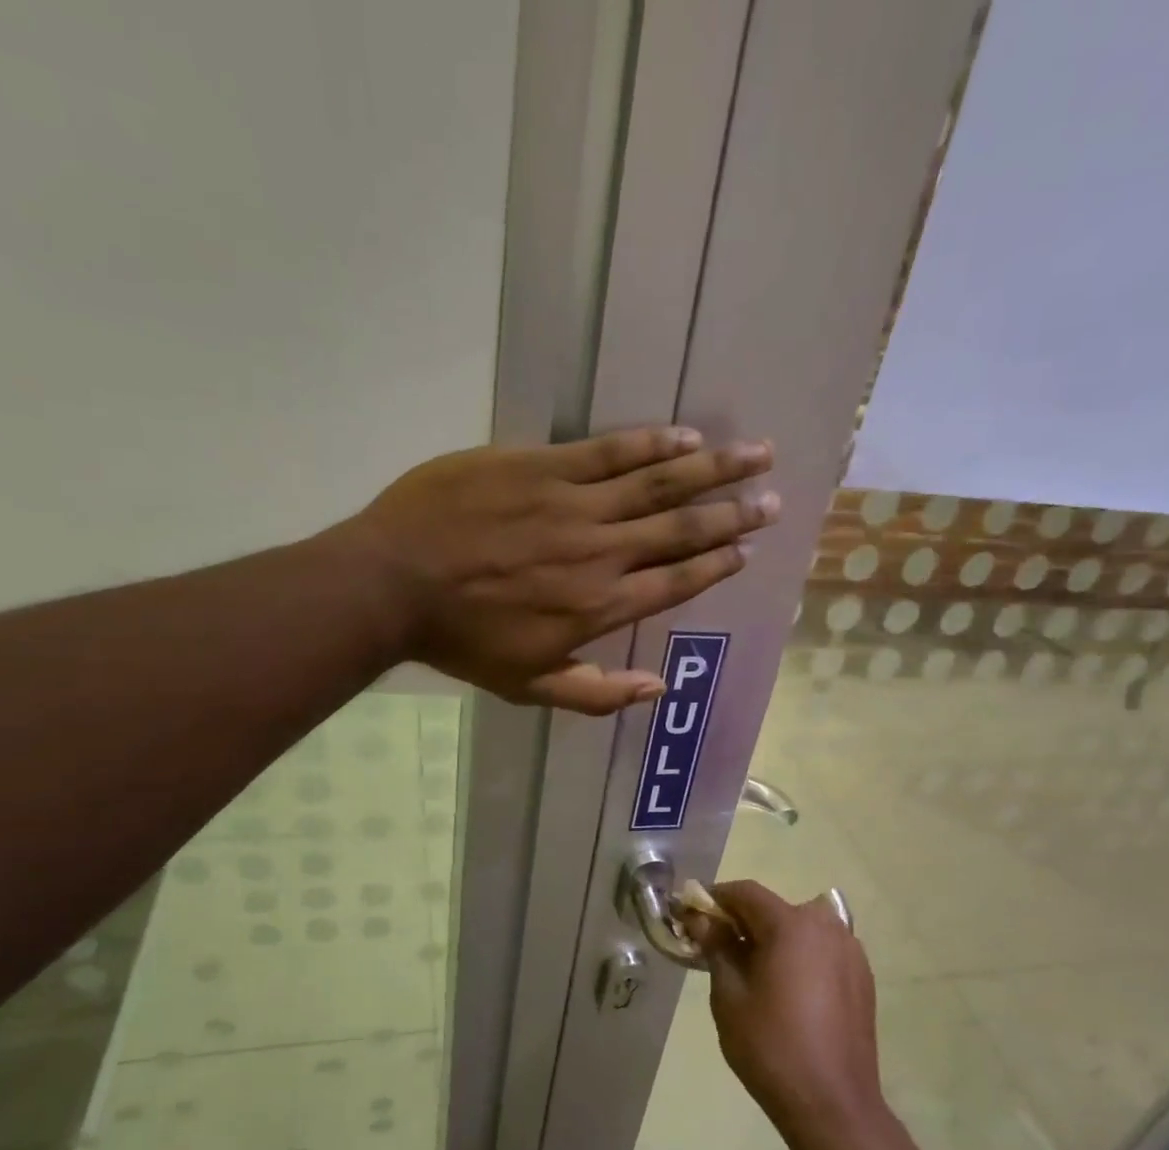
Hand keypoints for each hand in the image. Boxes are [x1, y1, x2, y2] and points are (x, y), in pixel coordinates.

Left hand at [338, 426, 776, 712]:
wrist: (394, 582)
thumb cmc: (462, 641)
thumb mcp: (528, 687)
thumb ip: (596, 694)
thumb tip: (658, 691)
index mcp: (600, 606)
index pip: (675, 581)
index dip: (715, 564)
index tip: (746, 549)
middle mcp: (601, 552)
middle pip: (680, 528)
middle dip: (733, 513)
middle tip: (774, 499)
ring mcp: (574, 504)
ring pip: (658, 482)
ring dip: (712, 469)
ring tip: (756, 455)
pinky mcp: (542, 466)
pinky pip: (609, 451)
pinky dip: (652, 443)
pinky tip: (686, 436)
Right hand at [683, 880, 886, 1136]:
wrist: (833, 1105)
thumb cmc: (770, 1046)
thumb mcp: (729, 995)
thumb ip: (717, 947)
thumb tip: (702, 919)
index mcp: (793, 925)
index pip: (746, 893)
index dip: (715, 899)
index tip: (692, 915)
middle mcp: (828, 927)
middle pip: (775, 909)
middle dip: (744, 922)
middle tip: (718, 949)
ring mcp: (851, 952)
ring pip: (801, 929)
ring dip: (773, 939)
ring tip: (752, 972)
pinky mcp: (862, 978)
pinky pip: (822, 951)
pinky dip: (799, 957)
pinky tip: (786, 991)